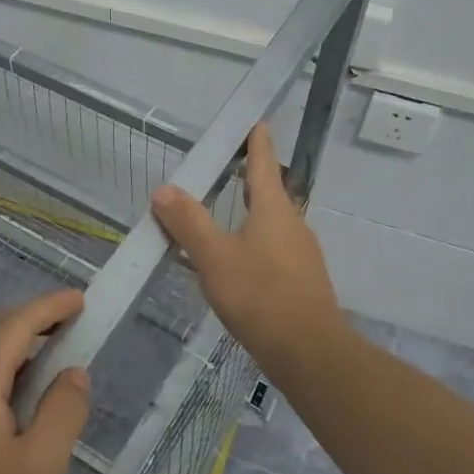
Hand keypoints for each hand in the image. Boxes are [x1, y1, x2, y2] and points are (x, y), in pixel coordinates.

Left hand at [0, 289, 90, 473]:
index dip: (49, 307)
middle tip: (70, 325)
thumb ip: (63, 411)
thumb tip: (73, 373)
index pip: (15, 324)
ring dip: (11, 340)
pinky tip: (15, 390)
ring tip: (49, 355)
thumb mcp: (41, 467)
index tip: (81, 300)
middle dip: (31, 317)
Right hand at [151, 124, 350, 379]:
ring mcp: (302, 253)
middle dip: (250, 178)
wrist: (309, 352)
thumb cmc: (259, 295)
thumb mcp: (214, 256)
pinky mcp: (302, 280)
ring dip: (250, 214)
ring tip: (223, 217)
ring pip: (272, 223)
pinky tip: (237, 264)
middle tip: (228, 168)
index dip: (257, 141)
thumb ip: (188, 222)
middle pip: (269, 192)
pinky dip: (254, 243)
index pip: (263, 163)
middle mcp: (293, 224)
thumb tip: (164, 190)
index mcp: (273, 209)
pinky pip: (274, 249)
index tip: (256, 121)